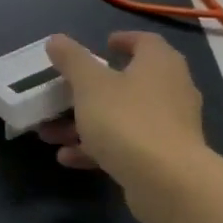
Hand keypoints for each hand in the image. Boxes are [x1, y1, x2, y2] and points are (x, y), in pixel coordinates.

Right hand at [37, 32, 207, 222]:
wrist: (167, 182)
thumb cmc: (127, 120)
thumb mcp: (90, 84)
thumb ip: (72, 60)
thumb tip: (56, 40)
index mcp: (159, 64)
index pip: (145, 41)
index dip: (123, 40)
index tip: (103, 44)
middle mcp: (171, 90)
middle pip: (128, 82)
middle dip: (89, 90)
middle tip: (64, 92)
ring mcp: (170, 126)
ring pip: (122, 117)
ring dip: (86, 123)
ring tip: (51, 134)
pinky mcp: (164, 157)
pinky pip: (126, 144)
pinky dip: (98, 147)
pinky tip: (68, 158)